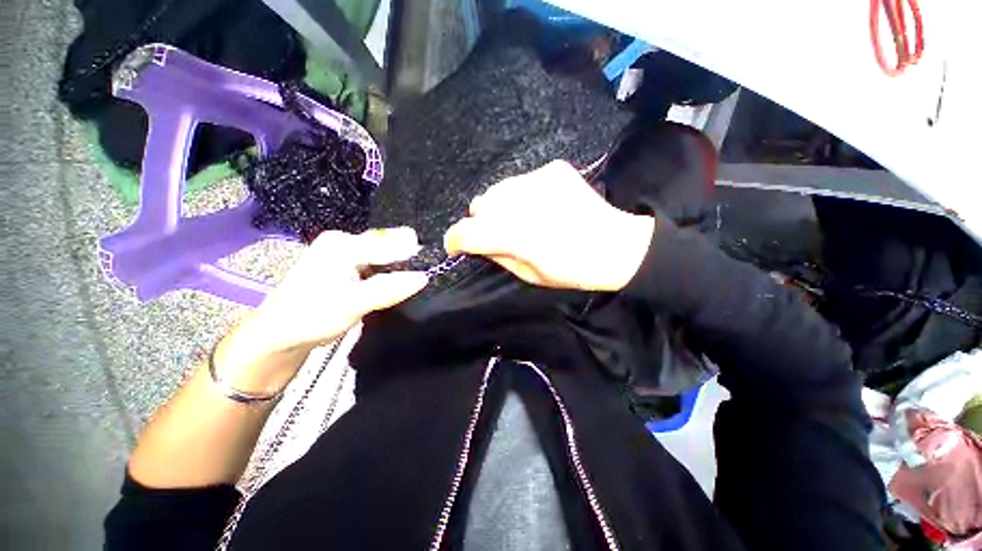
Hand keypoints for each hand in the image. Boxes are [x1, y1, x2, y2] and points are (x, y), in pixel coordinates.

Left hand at [215, 228, 428, 392]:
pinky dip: (391, 271)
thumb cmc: (311, 317)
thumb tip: (425, 277)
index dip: (414, 255)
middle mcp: (345, 241)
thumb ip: (389, 288)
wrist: (279, 335)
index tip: (436, 267)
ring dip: (401, 266)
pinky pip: (378, 263)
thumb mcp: (353, 304)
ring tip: (420, 277)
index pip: (390, 244)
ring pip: (385, 254)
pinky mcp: (348, 265)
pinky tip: (401, 280)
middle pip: (389, 244)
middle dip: (409, 258)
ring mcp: (346, 252)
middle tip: (429, 273)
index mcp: (343, 244)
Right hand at [444, 160, 654, 291]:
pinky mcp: (553, 169)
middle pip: (480, 205)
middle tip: (497, 234)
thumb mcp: (529, 275)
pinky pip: (522, 180)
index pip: (468, 232)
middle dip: (481, 222)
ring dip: (500, 207)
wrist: (615, 245)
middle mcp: (523, 202)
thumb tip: (477, 243)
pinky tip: (540, 206)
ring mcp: (539, 180)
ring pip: (498, 190)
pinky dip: (522, 195)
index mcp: (517, 236)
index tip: (455, 246)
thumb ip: (498, 255)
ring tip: (521, 219)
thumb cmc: (572, 270)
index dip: (455, 240)